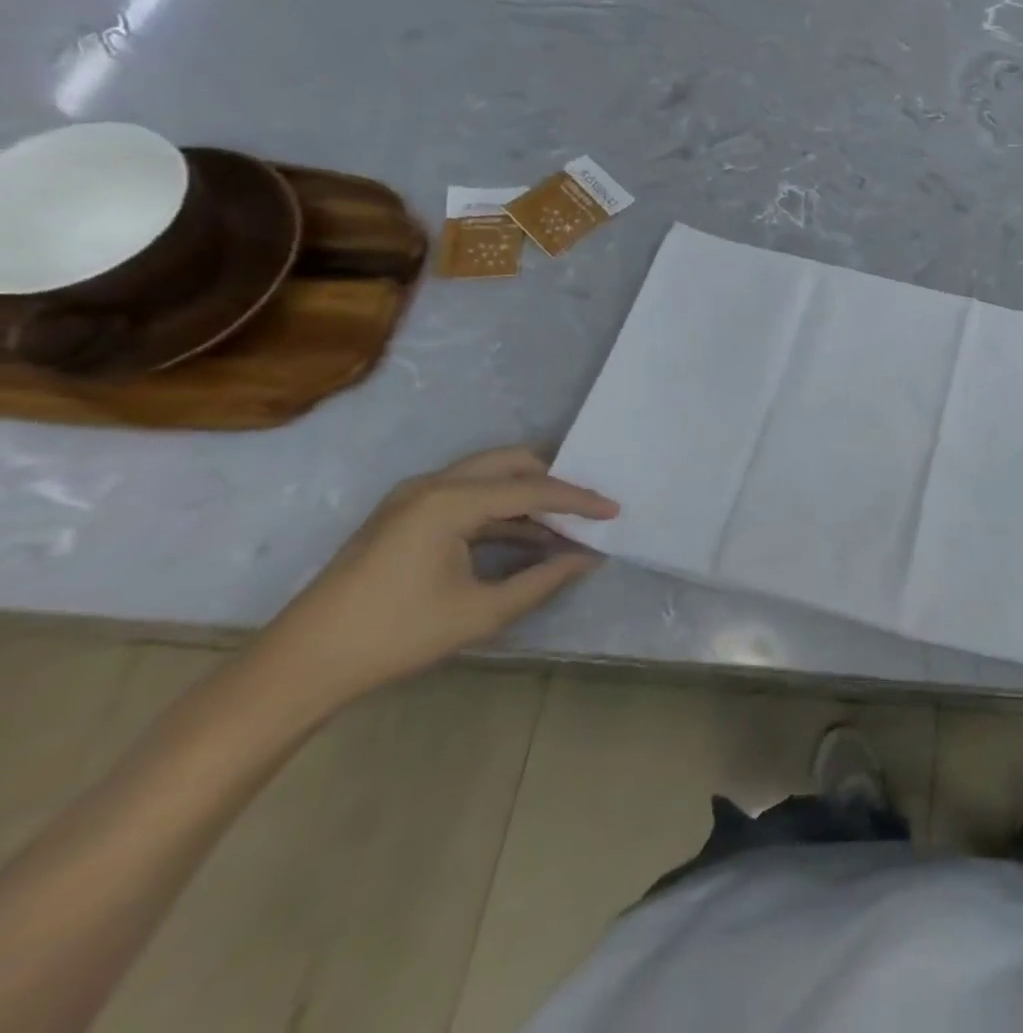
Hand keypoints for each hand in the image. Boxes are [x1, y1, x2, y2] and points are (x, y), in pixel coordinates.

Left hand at [255, 448, 619, 713]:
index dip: (579, 500)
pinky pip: (468, 494)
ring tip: (564, 522)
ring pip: (489, 475)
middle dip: (555, 481)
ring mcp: (413, 496)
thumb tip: (588, 558)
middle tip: (588, 506)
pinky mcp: (404, 514)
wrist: (301, 665)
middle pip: (511, 463)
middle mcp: (432, 485)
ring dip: (528, 494)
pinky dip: (501, 508)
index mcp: (450, 502)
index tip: (615, 510)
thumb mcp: (481, 612)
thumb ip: (543, 579)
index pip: (532, 490)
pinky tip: (525, 535)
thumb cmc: (396, 636)